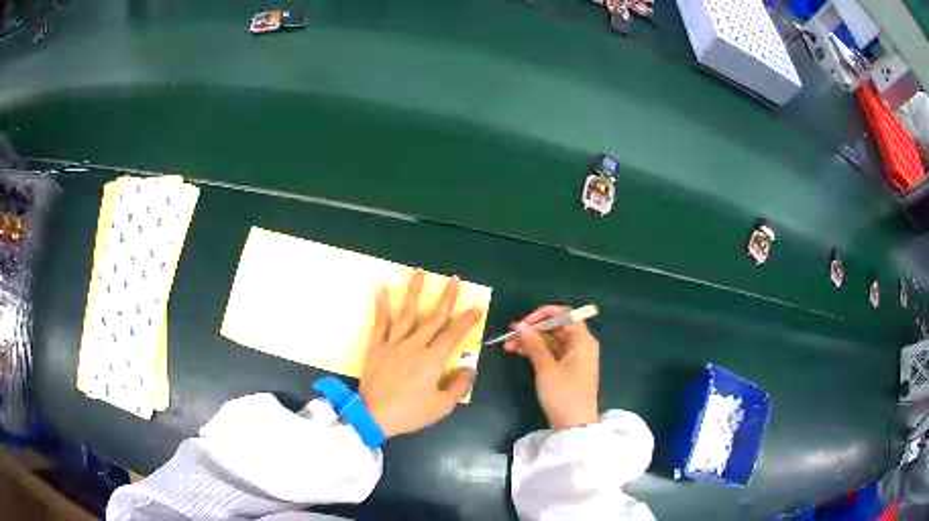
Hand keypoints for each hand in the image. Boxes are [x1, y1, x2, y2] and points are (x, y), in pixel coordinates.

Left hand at [359, 268, 482, 438]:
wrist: (372, 415)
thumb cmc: (410, 413)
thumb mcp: (441, 406)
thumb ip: (459, 386)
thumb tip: (470, 368)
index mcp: (432, 359)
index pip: (453, 335)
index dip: (466, 320)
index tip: (476, 307)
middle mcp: (414, 345)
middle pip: (433, 318)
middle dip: (446, 298)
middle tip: (454, 279)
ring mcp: (393, 343)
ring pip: (407, 313)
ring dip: (414, 291)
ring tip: (419, 271)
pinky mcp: (376, 346)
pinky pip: (380, 323)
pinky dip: (382, 306)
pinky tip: (383, 289)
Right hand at [504, 305, 599, 429]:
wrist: (574, 426)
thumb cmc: (564, 395)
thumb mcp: (547, 369)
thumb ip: (534, 345)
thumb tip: (521, 325)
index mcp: (582, 340)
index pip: (565, 315)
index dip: (543, 315)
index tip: (523, 323)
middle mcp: (580, 345)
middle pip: (556, 328)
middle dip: (533, 329)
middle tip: (509, 334)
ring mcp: (573, 358)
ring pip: (550, 341)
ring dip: (531, 341)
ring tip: (508, 346)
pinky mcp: (566, 370)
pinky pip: (550, 353)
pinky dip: (535, 352)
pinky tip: (518, 352)